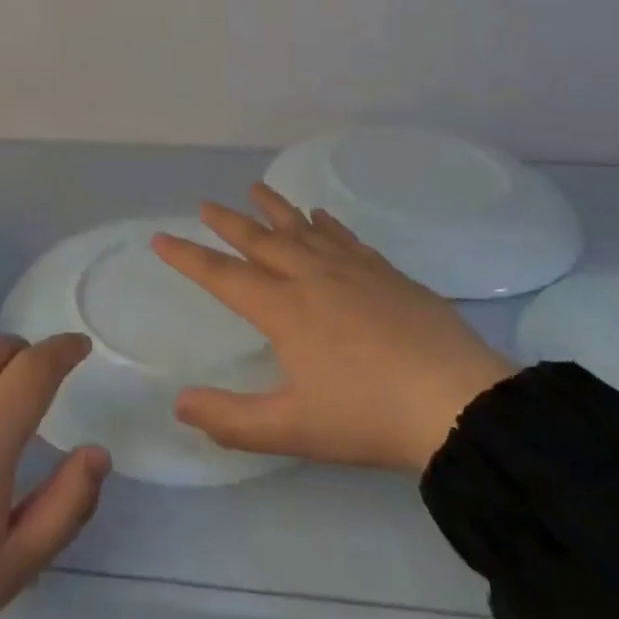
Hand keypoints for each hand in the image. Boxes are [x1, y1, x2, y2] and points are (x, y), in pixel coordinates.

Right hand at [153, 184, 517, 472]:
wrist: (456, 402)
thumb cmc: (367, 416)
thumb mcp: (292, 429)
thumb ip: (231, 419)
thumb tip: (179, 404)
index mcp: (284, 310)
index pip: (223, 276)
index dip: (189, 257)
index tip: (161, 238)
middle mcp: (311, 277)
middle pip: (260, 241)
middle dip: (229, 223)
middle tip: (206, 204)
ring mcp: (352, 270)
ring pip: (302, 229)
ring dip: (275, 209)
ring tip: (255, 189)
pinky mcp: (386, 273)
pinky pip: (345, 237)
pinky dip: (326, 223)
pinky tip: (320, 215)